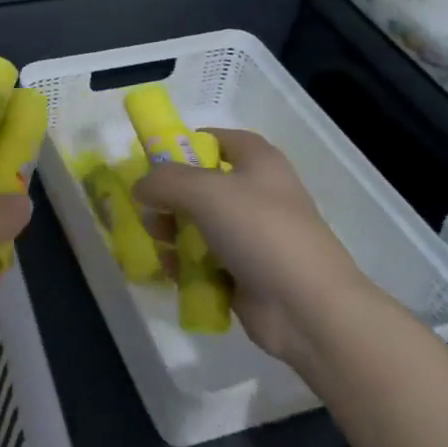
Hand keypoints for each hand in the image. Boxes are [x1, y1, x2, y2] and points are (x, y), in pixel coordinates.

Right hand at [132, 128, 370, 362]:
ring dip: (172, 233)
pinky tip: (173, 272)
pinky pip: (203, 259)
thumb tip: (140, 187)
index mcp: (258, 161)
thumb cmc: (260, 232)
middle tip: (152, 214)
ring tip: (162, 247)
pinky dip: (185, 264)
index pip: (216, 139)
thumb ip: (163, 181)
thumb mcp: (204, 191)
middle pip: (199, 185)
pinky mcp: (244, 271)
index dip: (184, 145)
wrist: (307, 307)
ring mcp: (250, 235)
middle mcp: (255, 193)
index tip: (153, 164)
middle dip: (169, 198)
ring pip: (197, 224)